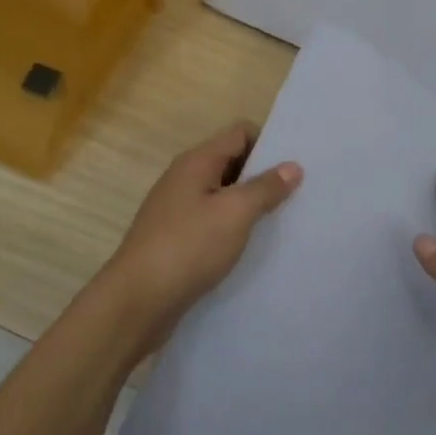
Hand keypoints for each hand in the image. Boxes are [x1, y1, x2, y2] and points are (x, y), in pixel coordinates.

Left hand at [103, 121, 301, 342]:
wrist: (137, 301)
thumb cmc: (188, 247)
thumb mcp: (235, 213)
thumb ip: (266, 187)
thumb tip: (293, 166)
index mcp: (197, 162)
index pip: (239, 133)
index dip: (269, 142)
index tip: (296, 164)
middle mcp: (185, 179)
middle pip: (232, 162)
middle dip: (263, 174)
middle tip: (298, 192)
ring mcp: (178, 209)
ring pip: (223, 194)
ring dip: (250, 203)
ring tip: (282, 219)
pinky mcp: (177, 238)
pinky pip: (213, 220)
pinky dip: (234, 226)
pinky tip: (252, 244)